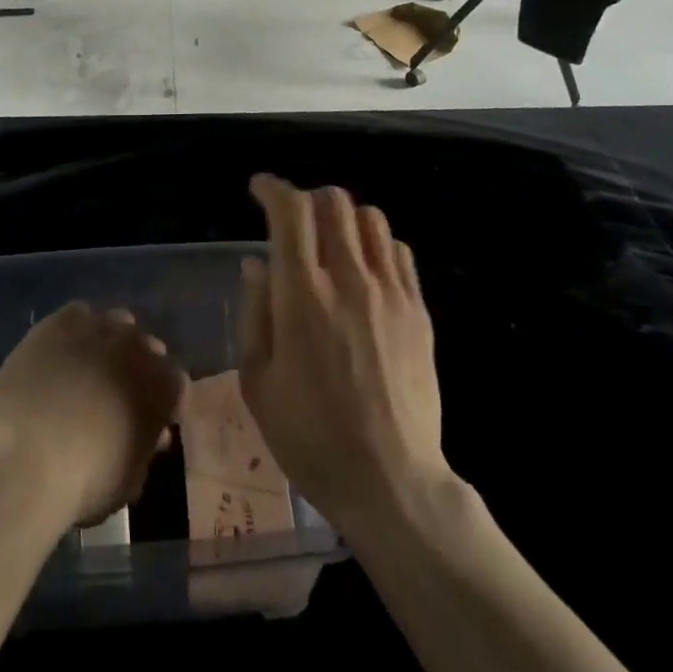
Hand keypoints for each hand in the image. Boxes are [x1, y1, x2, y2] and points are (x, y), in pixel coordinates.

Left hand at [0, 302, 185, 528]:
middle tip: (115, 394)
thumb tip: (153, 434)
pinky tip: (61, 352)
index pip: (176, 384)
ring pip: (115, 324)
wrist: (24, 456)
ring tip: (87, 367)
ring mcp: (100, 327)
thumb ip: (146, 450)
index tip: (150, 420)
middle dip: (137, 367)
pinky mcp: (61, 321)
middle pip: (146, 347)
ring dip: (109, 342)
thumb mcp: (128, 480)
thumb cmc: (83, 481)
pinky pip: (78, 315)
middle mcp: (138, 346)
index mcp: (163, 386)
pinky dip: (75, 330)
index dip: (163, 401)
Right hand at [239, 174, 449, 531]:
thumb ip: (255, 313)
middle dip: (308, 198)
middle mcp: (348, 279)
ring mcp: (390, 293)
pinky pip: (399, 252)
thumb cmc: (311, 437)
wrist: (392, 483)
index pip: (291, 211)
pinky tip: (365, 269)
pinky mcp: (418, 312)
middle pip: (334, 202)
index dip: (272, 188)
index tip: (259, 188)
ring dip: (344, 217)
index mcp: (303, 295)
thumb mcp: (258, 382)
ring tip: (330, 241)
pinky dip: (376, 244)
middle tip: (294, 220)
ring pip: (371, 219)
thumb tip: (256, 264)